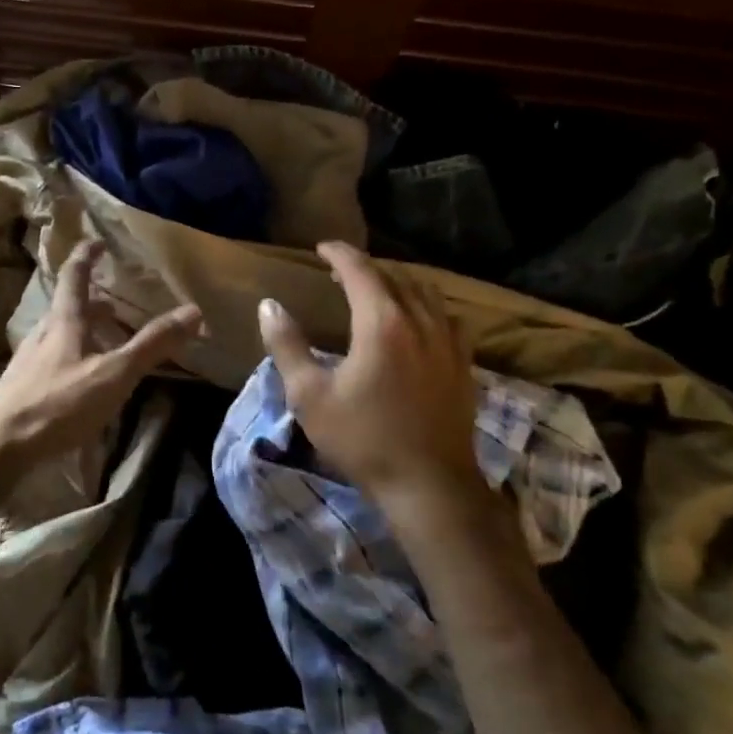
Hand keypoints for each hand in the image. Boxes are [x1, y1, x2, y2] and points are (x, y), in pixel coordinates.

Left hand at [0, 241, 202, 466]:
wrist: (0, 445)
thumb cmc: (60, 403)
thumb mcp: (115, 374)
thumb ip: (153, 344)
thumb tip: (193, 310)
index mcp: (64, 321)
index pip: (74, 276)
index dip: (86, 255)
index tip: (97, 241)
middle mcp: (42, 333)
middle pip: (66, 307)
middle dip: (91, 302)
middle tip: (113, 305)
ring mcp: (27, 360)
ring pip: (57, 335)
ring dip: (81, 332)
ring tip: (102, 344)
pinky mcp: (20, 387)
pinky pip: (50, 360)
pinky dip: (70, 358)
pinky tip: (79, 382)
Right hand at [257, 241, 485, 505]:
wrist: (429, 485)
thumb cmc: (363, 439)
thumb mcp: (310, 395)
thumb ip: (287, 345)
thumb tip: (268, 306)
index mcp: (382, 323)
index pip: (360, 270)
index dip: (339, 254)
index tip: (321, 248)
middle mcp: (420, 321)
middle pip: (394, 276)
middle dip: (365, 268)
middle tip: (338, 274)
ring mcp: (448, 342)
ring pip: (425, 293)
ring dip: (397, 283)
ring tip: (376, 292)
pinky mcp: (464, 363)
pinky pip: (447, 317)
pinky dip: (426, 306)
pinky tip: (417, 323)